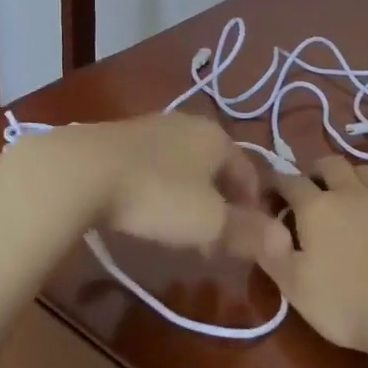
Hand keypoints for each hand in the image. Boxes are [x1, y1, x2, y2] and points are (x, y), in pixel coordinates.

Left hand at [32, 113, 291, 260]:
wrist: (82, 170)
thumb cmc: (158, 194)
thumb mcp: (209, 221)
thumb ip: (247, 231)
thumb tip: (285, 240)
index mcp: (217, 137)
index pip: (249, 172)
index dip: (252, 208)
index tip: (244, 242)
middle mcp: (188, 124)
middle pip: (216, 168)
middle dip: (220, 206)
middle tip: (212, 244)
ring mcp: (152, 126)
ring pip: (185, 166)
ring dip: (190, 198)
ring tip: (179, 232)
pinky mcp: (120, 137)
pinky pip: (155, 165)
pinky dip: (161, 189)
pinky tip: (145, 210)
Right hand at [259, 156, 367, 359]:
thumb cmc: (345, 303)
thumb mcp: (294, 286)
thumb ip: (271, 250)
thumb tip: (259, 222)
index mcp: (316, 206)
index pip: (289, 180)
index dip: (276, 184)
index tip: (270, 195)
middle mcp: (349, 191)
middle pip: (329, 163)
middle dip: (315, 171)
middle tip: (311, 191)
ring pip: (363, 170)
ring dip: (350, 177)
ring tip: (347, 196)